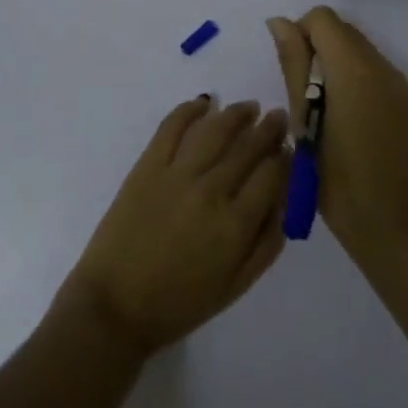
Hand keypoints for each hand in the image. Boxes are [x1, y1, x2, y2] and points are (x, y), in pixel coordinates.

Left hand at [55, 97, 289, 356]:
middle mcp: (211, 191)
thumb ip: (265, 246)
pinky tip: (204, 103)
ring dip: (237, 114)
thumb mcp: (234, 286)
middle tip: (278, 117)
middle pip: (248, 148)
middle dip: (269, 130)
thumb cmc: (179, 303)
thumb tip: (285, 205)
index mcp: (235, 225)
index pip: (271, 176)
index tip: (291, 149)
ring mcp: (177, 173)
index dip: (285, 159)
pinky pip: (172, 126)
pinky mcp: (148, 164)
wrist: (116, 304)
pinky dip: (190, 109)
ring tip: (249, 107)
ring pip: (215, 130)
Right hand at [269, 7, 407, 266]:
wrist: (391, 228)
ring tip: (325, 111)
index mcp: (354, 68)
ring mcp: (401, 85)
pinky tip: (350, 122)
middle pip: (343, 30)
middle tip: (305, 95)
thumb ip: (293, 64)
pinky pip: (377, 72)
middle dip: (318, 48)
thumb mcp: (302, 120)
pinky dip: (357, 80)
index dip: (300, 34)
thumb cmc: (334, 179)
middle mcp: (382, 67)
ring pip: (360, 50)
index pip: (322, 18)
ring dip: (337, 65)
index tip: (292, 71)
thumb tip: (279, 22)